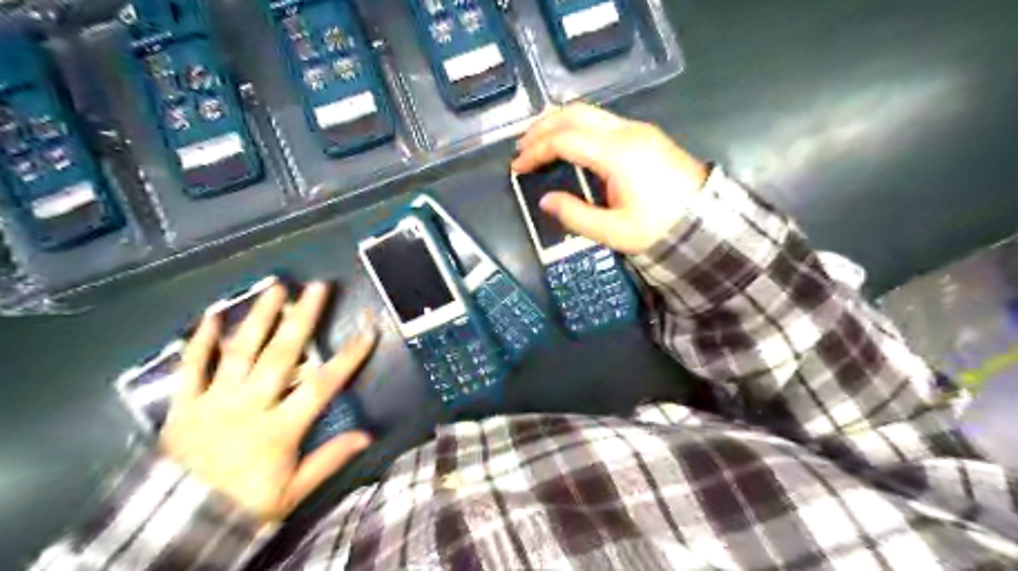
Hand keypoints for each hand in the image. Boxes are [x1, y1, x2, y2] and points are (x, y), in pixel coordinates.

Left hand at [161, 280, 375, 520]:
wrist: (176, 527)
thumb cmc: (243, 505)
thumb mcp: (293, 491)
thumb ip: (329, 460)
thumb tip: (367, 436)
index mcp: (279, 429)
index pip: (322, 385)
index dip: (348, 357)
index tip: (368, 331)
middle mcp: (249, 407)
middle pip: (281, 355)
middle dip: (302, 318)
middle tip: (316, 287)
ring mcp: (213, 403)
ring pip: (240, 353)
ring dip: (260, 317)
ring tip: (275, 287)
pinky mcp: (182, 406)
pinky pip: (191, 369)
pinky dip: (200, 341)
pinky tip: (212, 314)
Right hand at [509, 103, 710, 253]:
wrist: (706, 220)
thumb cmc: (659, 228)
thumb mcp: (614, 231)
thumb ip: (575, 215)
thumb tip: (545, 201)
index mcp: (617, 154)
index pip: (565, 139)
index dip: (536, 150)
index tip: (518, 167)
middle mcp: (626, 132)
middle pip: (575, 113)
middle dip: (543, 127)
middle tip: (522, 148)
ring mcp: (637, 129)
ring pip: (588, 112)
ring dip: (558, 123)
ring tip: (538, 142)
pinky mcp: (643, 135)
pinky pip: (601, 121)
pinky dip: (576, 127)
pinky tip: (567, 143)